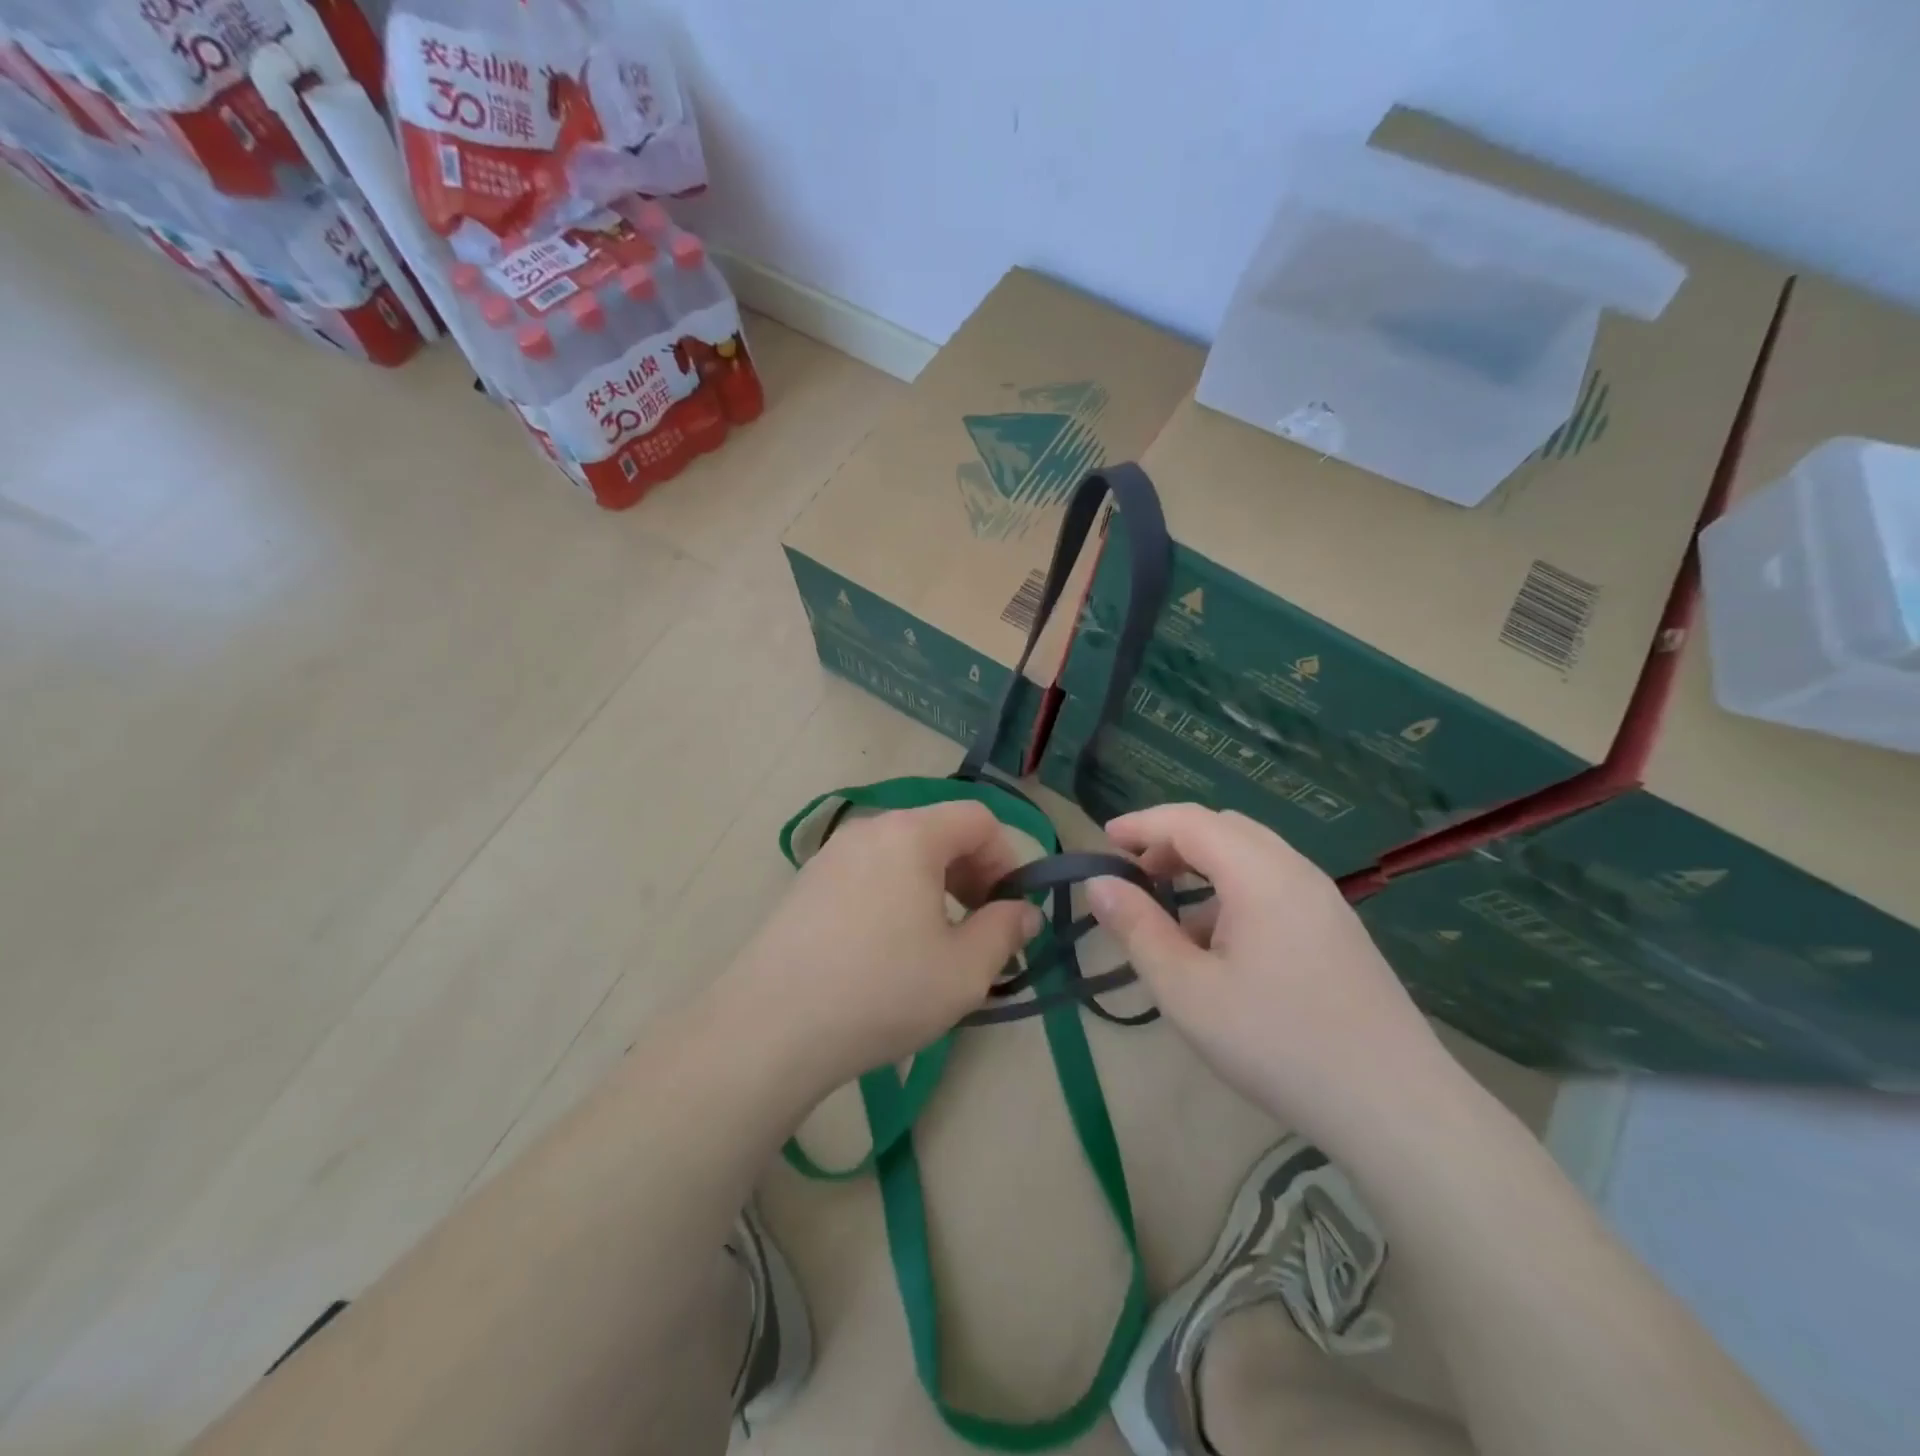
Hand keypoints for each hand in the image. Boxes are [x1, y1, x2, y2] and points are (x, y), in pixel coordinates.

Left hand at [720, 801, 1042, 1097]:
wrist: (771, 1028)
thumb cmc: (882, 990)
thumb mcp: (964, 970)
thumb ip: (1006, 931)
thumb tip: (1023, 911)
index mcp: (910, 834)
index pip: (979, 819)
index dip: (1008, 859)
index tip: (1010, 910)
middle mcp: (869, 829)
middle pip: (939, 832)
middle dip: (973, 874)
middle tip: (980, 929)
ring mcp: (831, 855)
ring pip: (903, 854)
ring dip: (935, 887)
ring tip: (937, 943)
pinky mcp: (807, 884)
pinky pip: (870, 873)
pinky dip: (897, 895)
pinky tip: (889, 949)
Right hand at [1085, 804, 1449, 1145]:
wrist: (1396, 1107)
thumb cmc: (1278, 1043)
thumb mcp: (1187, 990)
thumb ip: (1138, 929)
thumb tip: (1098, 883)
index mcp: (1259, 874)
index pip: (1189, 821)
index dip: (1140, 824)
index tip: (1102, 842)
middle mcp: (1295, 871)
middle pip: (1223, 829)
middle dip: (1170, 842)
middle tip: (1134, 877)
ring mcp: (1323, 900)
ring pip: (1250, 857)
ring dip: (1202, 869)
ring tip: (1170, 917)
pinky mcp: (1337, 930)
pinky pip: (1273, 886)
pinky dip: (1231, 893)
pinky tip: (1219, 948)